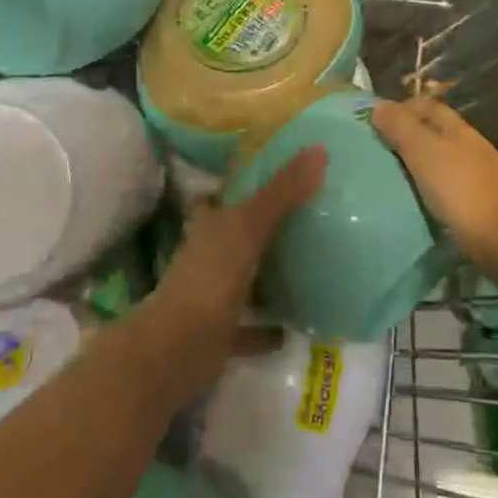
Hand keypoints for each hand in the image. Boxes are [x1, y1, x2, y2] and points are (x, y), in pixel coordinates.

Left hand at [138, 146, 326, 402]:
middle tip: (303, 223)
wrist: (178, 347)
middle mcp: (206, 257)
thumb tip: (318, 150)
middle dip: (259, 231)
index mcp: (209, 226)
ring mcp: (211, 297)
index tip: (274, 181)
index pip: (221, 199)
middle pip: (234, 237)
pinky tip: (293, 328)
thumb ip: (282, 191)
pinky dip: (266, 329)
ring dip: (264, 278)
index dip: (241, 189)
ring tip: (305, 270)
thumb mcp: (249, 226)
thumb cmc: (211, 276)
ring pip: (242, 281)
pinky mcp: (219, 334)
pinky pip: (248, 328)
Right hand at [371, 97, 497, 265]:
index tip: (375, 124)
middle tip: (379, 151)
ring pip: (443, 160)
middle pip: (436, 132)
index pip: (428, 106)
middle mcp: (473, 147)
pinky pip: (449, 186)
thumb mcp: (424, 154)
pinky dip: (432, 187)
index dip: (402, 109)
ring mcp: (481, 176)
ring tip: (393, 177)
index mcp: (459, 130)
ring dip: (420, 164)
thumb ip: (401, 128)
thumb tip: (379, 106)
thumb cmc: (460, 191)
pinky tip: (419, 200)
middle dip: (409, 137)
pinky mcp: (482, 203)